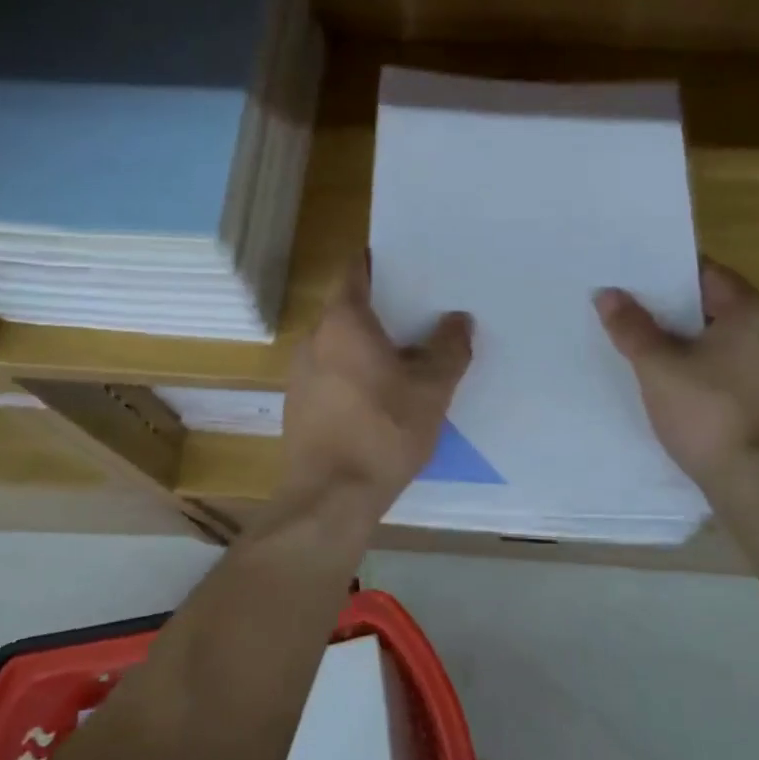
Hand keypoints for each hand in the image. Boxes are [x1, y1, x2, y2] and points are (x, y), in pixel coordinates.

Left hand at [281, 261, 472, 510]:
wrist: (330, 498)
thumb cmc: (383, 432)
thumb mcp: (431, 390)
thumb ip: (448, 349)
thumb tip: (459, 320)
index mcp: (342, 322)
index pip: (355, 270)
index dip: (380, 261)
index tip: (410, 263)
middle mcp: (313, 339)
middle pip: (349, 308)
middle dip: (383, 308)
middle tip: (423, 312)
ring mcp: (300, 374)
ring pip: (340, 344)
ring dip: (369, 344)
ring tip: (409, 355)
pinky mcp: (299, 405)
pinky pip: (331, 373)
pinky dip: (355, 372)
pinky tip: (383, 395)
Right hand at [594, 259, 758, 491]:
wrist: (757, 483)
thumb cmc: (708, 413)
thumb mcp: (658, 367)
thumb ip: (632, 328)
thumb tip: (607, 294)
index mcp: (749, 312)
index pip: (704, 272)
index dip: (664, 271)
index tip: (628, 275)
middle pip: (707, 306)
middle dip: (665, 308)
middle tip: (621, 307)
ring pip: (712, 341)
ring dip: (677, 341)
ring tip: (633, 341)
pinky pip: (719, 369)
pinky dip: (691, 368)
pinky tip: (661, 380)